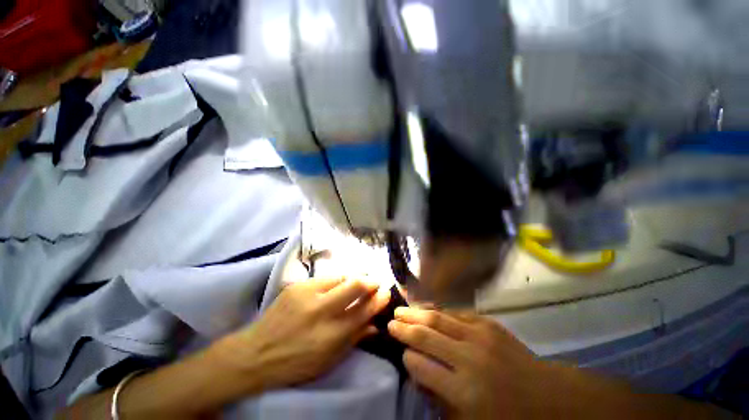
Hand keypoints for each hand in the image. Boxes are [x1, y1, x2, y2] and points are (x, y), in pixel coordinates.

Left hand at [214, 278, 390, 390]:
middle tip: (376, 281)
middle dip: (370, 281)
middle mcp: (322, 310)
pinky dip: (336, 281)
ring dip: (353, 278)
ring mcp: (308, 294)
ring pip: (341, 277)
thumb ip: (354, 339)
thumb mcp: (328, 360)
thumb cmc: (295, 363)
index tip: (386, 292)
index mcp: (331, 334)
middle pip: (355, 285)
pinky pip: (325, 278)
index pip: (364, 310)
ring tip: (358, 281)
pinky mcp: (297, 286)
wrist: (254, 352)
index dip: (379, 299)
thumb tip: (375, 325)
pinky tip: (337, 285)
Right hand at [387, 307, 550, 419]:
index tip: (401, 353)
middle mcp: (469, 358)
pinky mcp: (488, 323)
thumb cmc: (509, 417)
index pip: (422, 366)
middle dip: (404, 328)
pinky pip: (456, 312)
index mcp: (464, 391)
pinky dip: (438, 310)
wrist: (549, 397)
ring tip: (401, 309)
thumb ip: (439, 397)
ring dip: (416, 313)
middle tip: (390, 321)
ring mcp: (480, 335)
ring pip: (438, 317)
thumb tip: (417, 370)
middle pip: (426, 336)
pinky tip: (427, 308)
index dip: (408, 358)